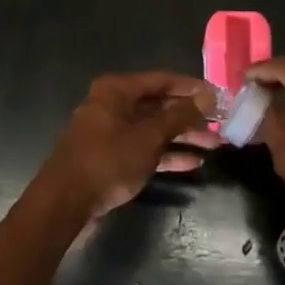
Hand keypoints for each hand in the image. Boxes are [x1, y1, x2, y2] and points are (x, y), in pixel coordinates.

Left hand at [41, 72, 219, 221]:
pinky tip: (192, 163)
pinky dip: (166, 154)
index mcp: (117, 90)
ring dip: (182, 136)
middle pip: (158, 105)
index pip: (162, 80)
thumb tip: (207, 95)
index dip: (191, 87)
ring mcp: (111, 132)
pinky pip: (144, 149)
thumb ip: (179, 116)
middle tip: (220, 123)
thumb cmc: (108, 160)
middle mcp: (113, 106)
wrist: (64, 204)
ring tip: (214, 145)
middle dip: (190, 115)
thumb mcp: (148, 137)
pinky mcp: (111, 158)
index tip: (218, 96)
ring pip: (153, 129)